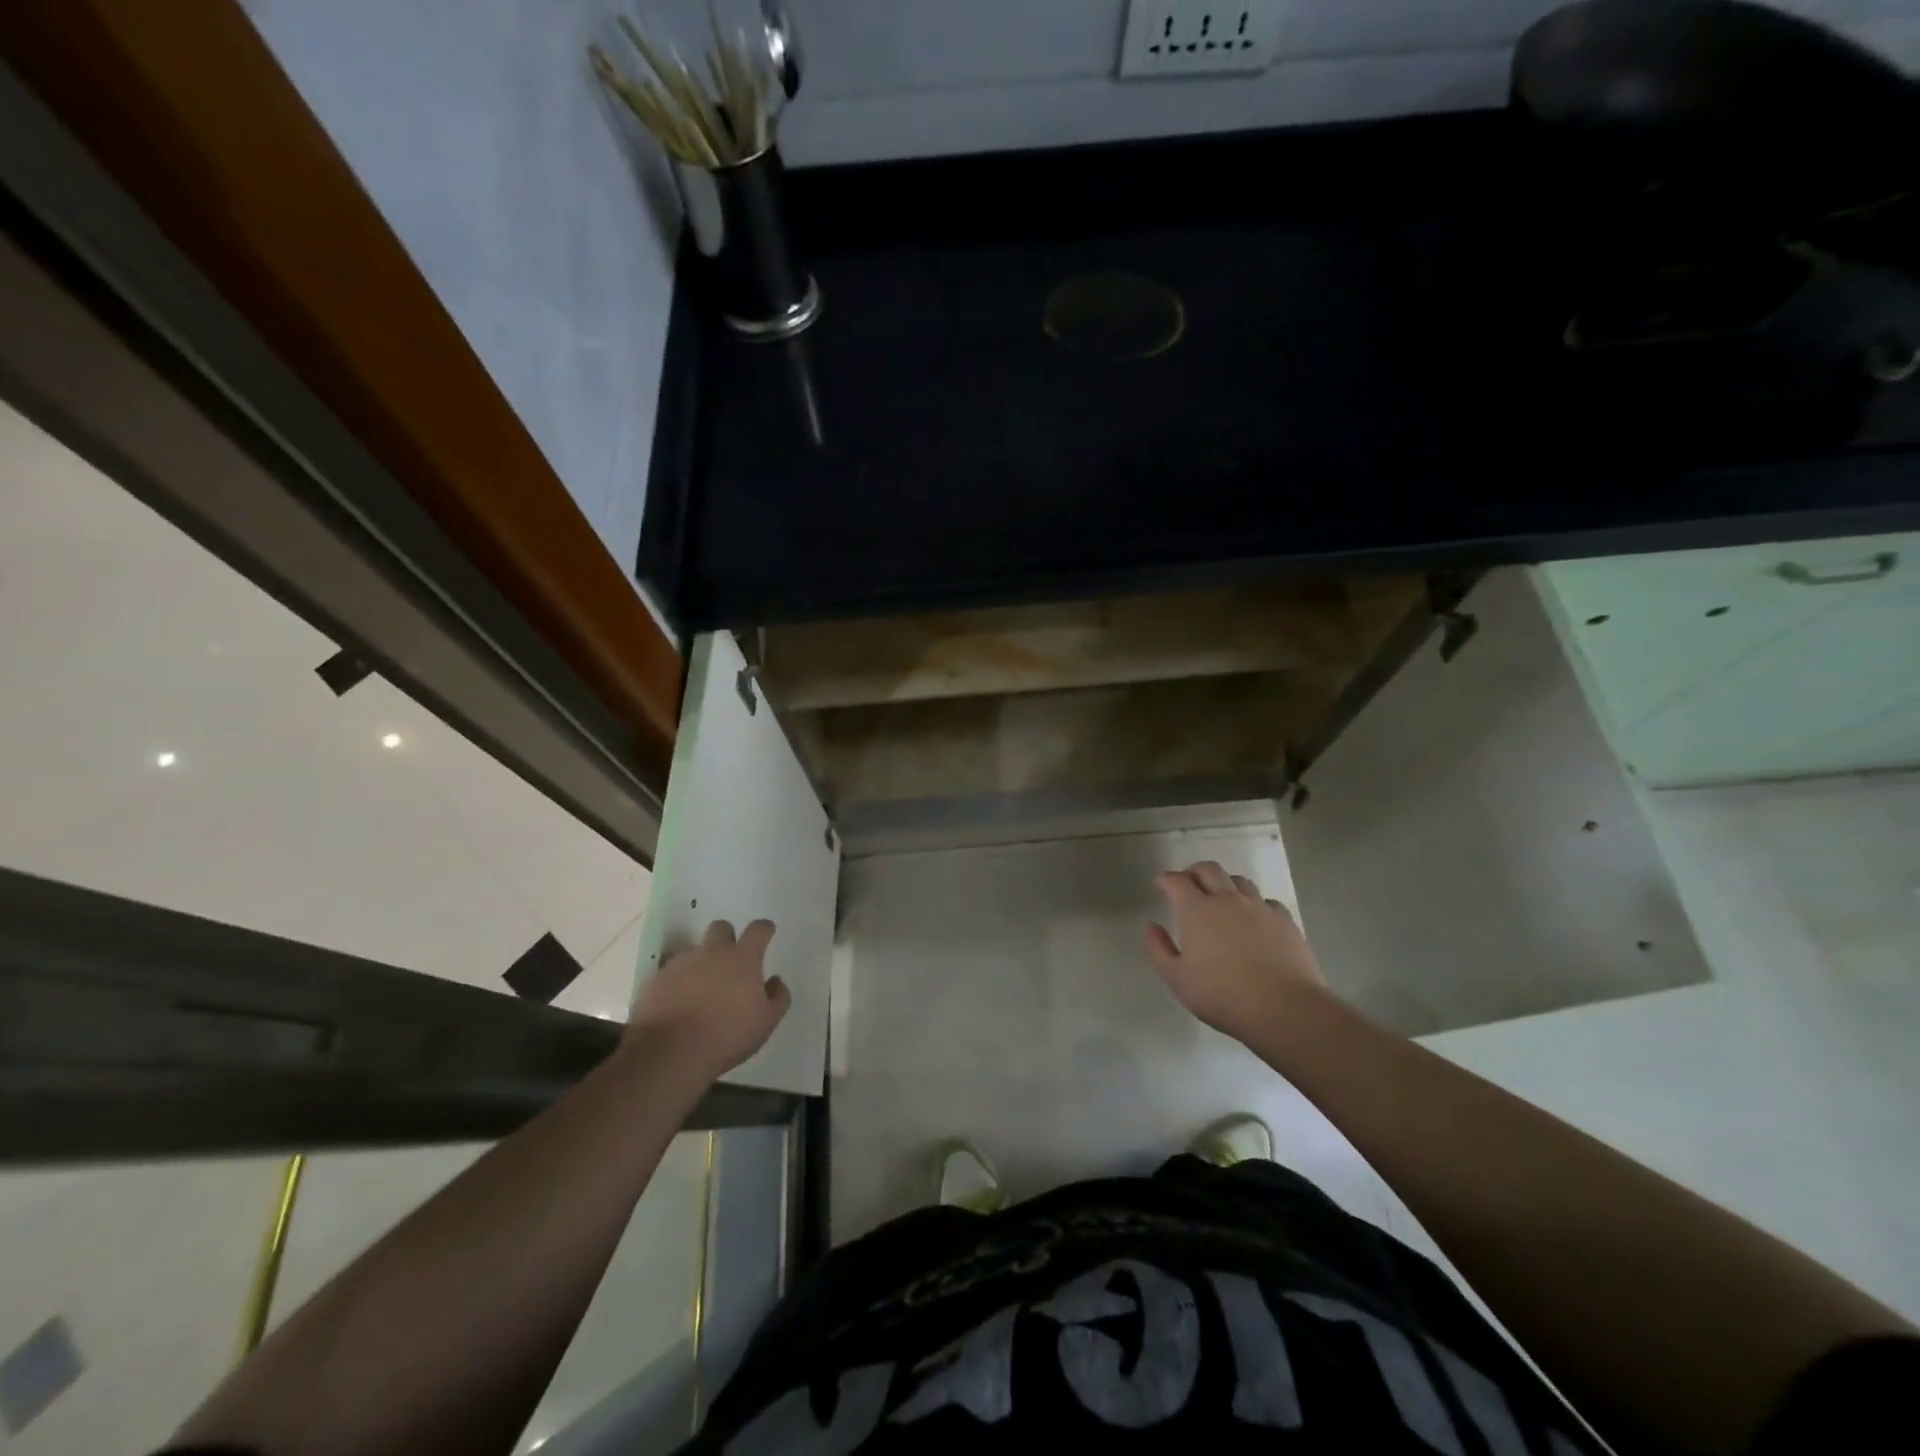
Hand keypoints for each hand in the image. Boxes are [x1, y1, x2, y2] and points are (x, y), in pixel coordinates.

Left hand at [627, 920, 789, 1080]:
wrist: (670, 1053)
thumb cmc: (727, 1036)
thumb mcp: (766, 1023)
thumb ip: (777, 997)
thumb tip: (775, 981)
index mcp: (743, 959)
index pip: (758, 930)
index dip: (764, 929)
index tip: (767, 932)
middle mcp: (711, 953)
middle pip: (720, 928)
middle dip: (727, 937)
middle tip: (729, 960)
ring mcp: (680, 964)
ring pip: (692, 949)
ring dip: (699, 961)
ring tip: (699, 986)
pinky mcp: (655, 980)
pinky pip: (668, 972)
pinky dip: (675, 982)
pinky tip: (676, 1002)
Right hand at [1144, 862, 1327, 1041]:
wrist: (1285, 1009)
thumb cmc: (1223, 995)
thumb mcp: (1177, 979)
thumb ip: (1158, 949)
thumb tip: (1151, 925)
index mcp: (1197, 910)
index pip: (1177, 881)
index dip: (1166, 879)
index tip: (1161, 884)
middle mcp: (1227, 899)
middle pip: (1209, 869)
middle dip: (1194, 872)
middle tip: (1188, 884)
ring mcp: (1259, 907)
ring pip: (1239, 881)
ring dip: (1224, 883)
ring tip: (1221, 898)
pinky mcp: (1285, 921)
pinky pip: (1266, 901)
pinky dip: (1254, 904)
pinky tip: (1255, 919)